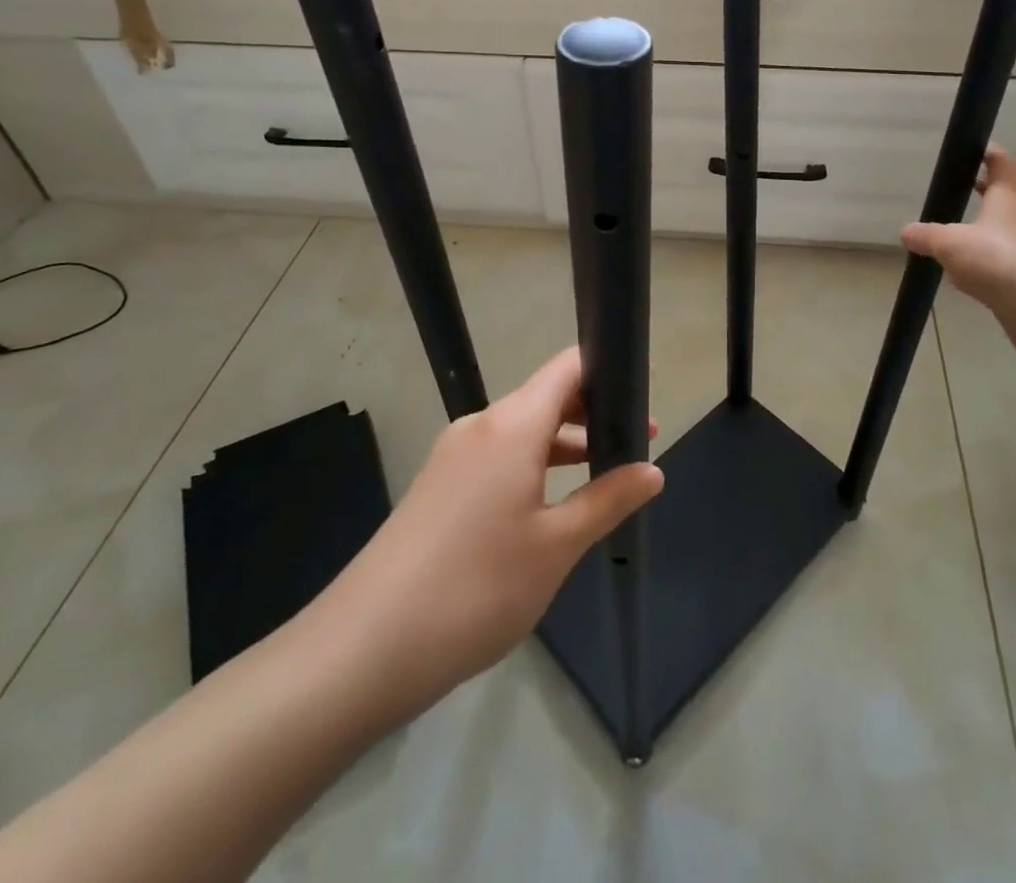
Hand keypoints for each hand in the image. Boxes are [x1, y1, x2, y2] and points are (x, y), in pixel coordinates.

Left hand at [309, 348, 662, 720]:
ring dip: (565, 443)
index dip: (608, 370)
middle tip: (638, 442)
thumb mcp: (556, 547)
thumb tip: (653, 471)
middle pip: (546, 396)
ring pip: (522, 430)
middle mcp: (480, 425)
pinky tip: (550, 506)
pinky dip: (533, 465)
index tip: (643, 395)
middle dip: (594, 413)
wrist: (363, 648)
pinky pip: (498, 456)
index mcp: (511, 424)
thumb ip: (608, 500)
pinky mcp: (437, 486)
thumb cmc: (476, 588)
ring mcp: (453, 455)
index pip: (567, 367)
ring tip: (605, 475)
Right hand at [901, 147, 1015, 365]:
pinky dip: (977, 270)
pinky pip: (995, 269)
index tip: (969, 149)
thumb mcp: (952, 243)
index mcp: (1008, 197)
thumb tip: (907, 232)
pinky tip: (957, 280)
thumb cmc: (1002, 260)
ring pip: (996, 237)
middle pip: (1000, 200)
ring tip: (945, 239)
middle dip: (978, 194)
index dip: (986, 153)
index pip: (1000, 163)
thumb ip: (927, 236)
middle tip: (951, 191)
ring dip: (976, 235)